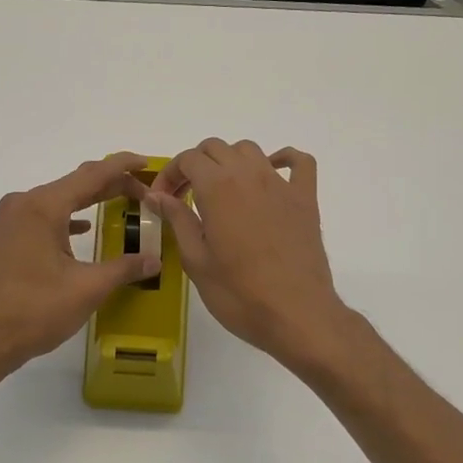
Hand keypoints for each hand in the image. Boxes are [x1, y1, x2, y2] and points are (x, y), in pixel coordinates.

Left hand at [0, 153, 163, 376]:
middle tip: (143, 190)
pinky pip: (42, 218)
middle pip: (74, 184)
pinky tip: (83, 230)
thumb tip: (155, 260)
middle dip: (110, 185)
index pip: (91, 175)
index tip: (147, 163)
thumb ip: (124, 268)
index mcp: (43, 207)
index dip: (122, 167)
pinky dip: (67, 219)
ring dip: (88, 201)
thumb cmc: (34, 311)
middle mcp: (22, 204)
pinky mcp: (3, 239)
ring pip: (57, 200)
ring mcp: (9, 222)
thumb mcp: (87, 288)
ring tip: (120, 204)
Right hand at [147, 139, 352, 368]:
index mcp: (217, 188)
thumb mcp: (196, 260)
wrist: (296, 314)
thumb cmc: (239, 294)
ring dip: (230, 162)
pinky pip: (299, 163)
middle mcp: (249, 175)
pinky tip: (271, 175)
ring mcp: (281, 184)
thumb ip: (177, 220)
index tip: (163, 198)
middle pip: (217, 148)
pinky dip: (283, 160)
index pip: (188, 158)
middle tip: (186, 197)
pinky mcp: (306, 199)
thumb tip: (157, 195)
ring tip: (221, 191)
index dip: (170, 174)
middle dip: (196, 165)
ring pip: (250, 150)